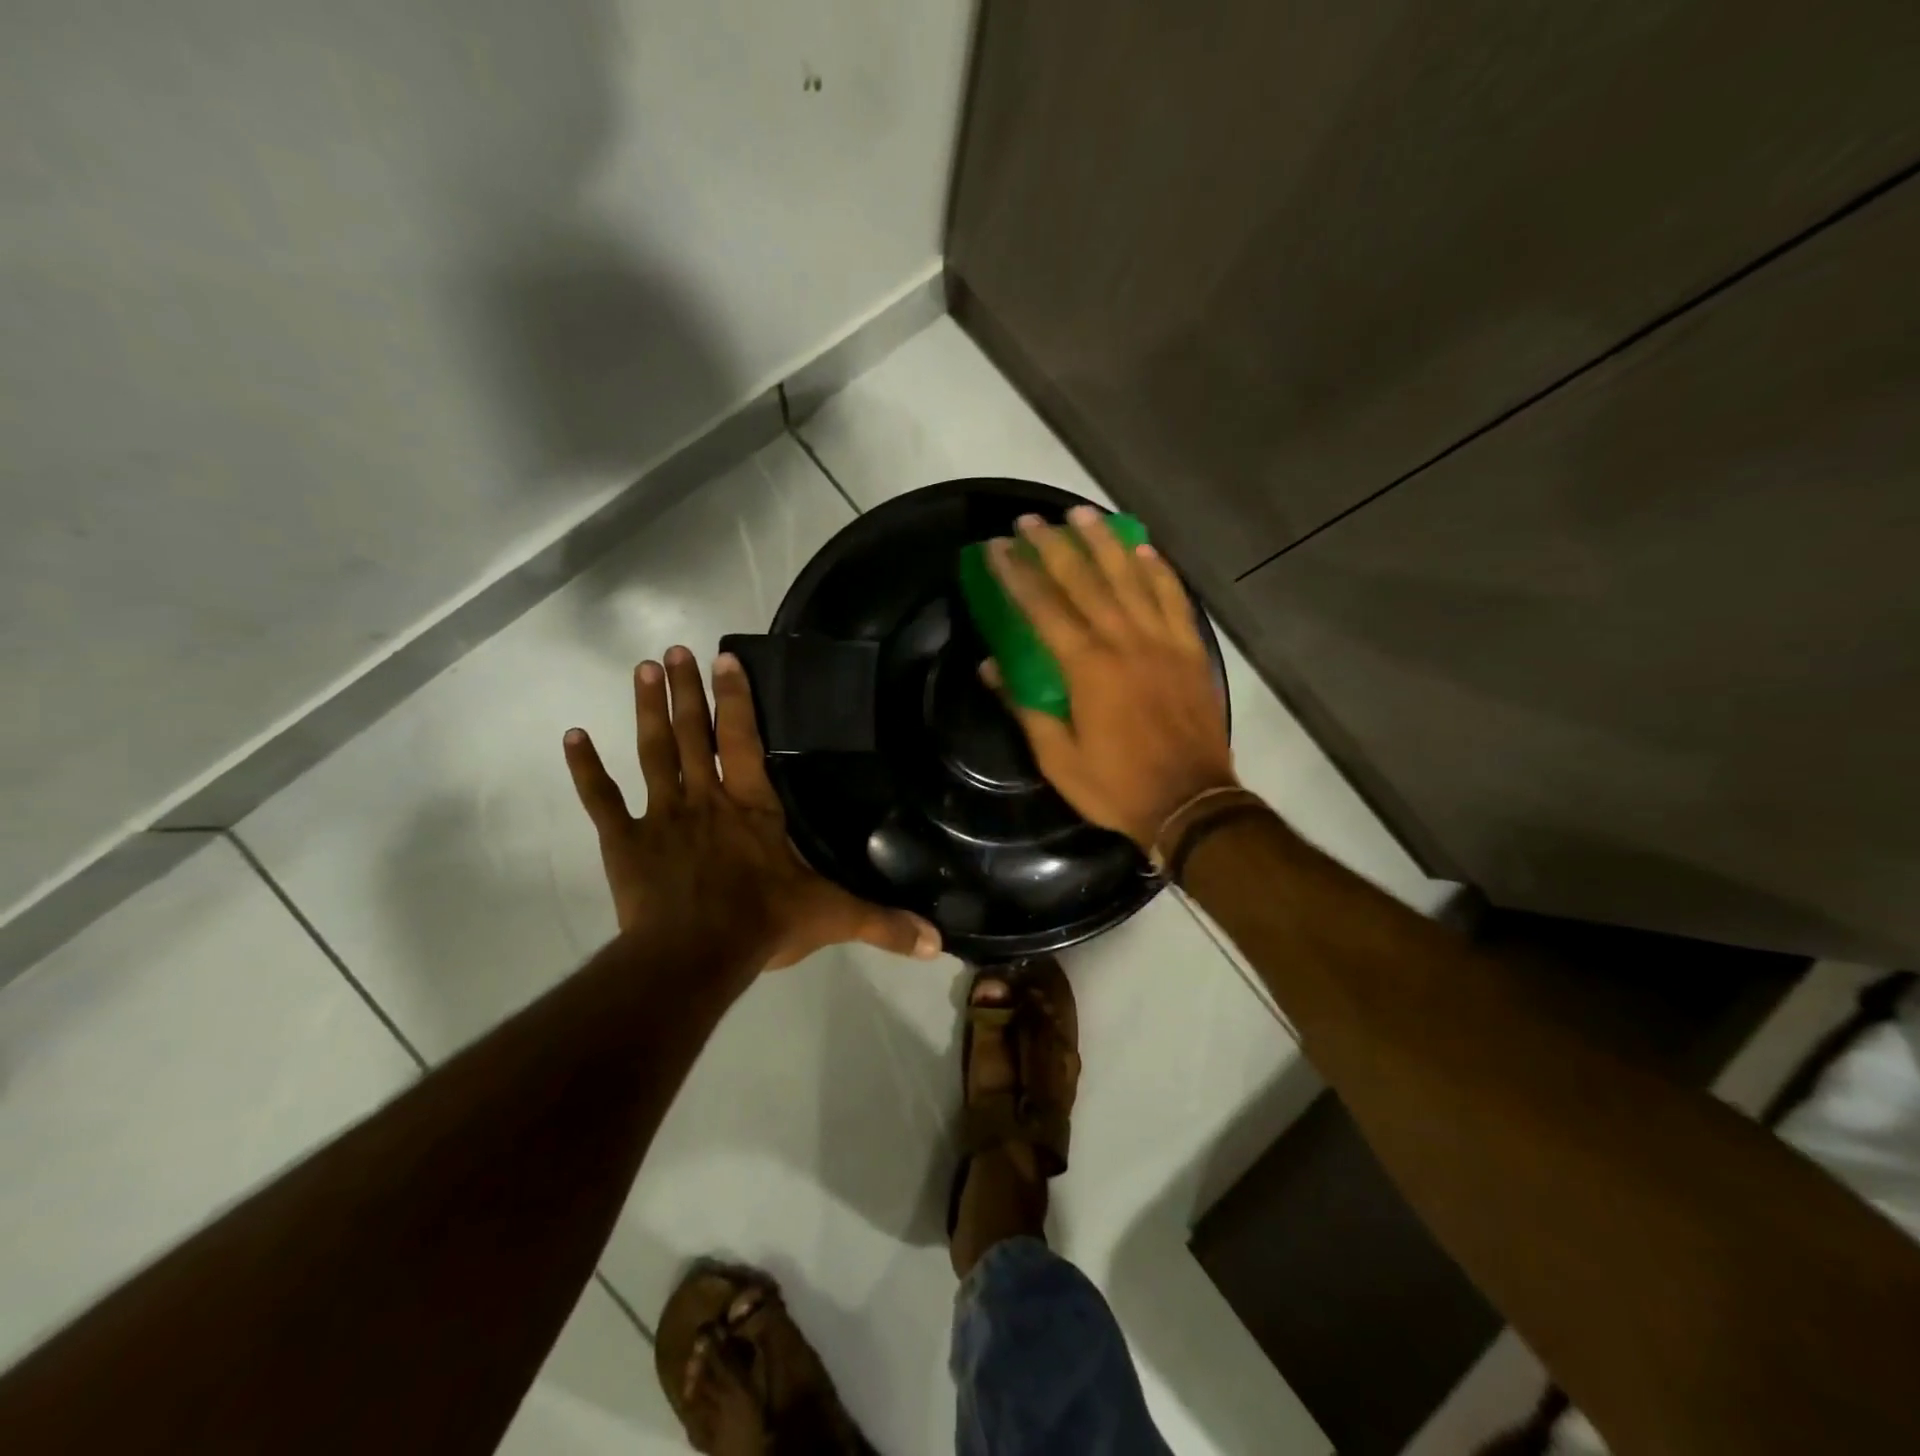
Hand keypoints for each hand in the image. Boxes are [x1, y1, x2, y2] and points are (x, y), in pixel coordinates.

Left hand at [563, 646, 940, 970]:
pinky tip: (572, 737)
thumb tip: (939, 941)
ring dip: (645, 711)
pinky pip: (601, 800)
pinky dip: (586, 770)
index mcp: (751, 806)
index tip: (724, 658)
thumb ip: (883, 923)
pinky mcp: (625, 843)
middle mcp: (706, 799)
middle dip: (683, 690)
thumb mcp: (832, 918)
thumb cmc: (762, 924)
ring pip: (652, 753)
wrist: (693, 957)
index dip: (735, 698)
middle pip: (692, 734)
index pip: (743, 739)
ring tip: (639, 670)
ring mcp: (662, 816)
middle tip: (672, 651)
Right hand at [986, 508, 1236, 848]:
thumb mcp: (1058, 759)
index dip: (1016, 575)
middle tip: (1030, 519)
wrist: (1191, 803)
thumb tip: (991, 667)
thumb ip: (1026, 707)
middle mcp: (1124, 641)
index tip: (996, 548)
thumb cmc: (1117, 785)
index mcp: (1087, 668)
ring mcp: (1163, 641)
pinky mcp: (1191, 650)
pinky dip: (1158, 570)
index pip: (1043, 608)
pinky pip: (1173, 598)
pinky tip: (1143, 549)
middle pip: (1084, 580)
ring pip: (1130, 578)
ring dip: (1103, 542)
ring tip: (1082, 513)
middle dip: (1053, 546)